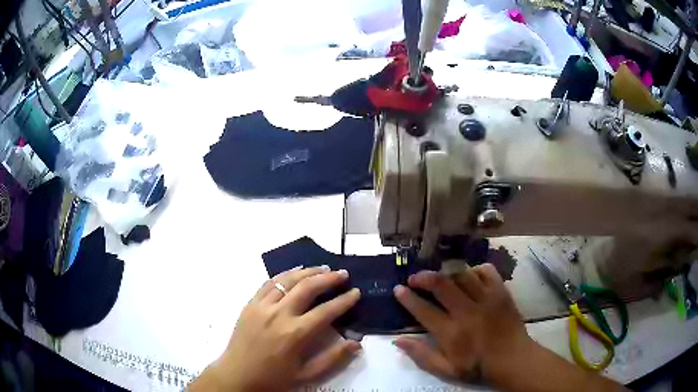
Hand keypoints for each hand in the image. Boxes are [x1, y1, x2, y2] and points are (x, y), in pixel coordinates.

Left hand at [190, 266, 361, 390]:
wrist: (237, 376)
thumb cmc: (273, 378)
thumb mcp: (306, 375)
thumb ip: (333, 358)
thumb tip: (356, 343)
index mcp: (296, 334)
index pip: (327, 310)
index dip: (345, 300)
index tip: (356, 292)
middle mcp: (280, 314)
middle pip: (308, 287)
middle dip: (329, 278)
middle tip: (343, 274)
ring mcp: (262, 306)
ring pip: (288, 280)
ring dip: (308, 272)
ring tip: (323, 268)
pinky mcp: (250, 304)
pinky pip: (269, 283)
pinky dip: (284, 275)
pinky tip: (294, 273)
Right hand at [393, 264, 532, 383]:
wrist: (512, 359)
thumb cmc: (477, 366)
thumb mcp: (446, 370)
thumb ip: (422, 355)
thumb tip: (398, 340)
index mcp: (452, 333)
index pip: (424, 310)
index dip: (408, 298)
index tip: (398, 289)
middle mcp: (467, 312)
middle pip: (442, 285)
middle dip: (423, 277)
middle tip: (414, 277)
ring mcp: (486, 299)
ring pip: (462, 274)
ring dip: (446, 272)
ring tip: (439, 275)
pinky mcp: (501, 292)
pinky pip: (486, 271)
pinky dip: (474, 269)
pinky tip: (469, 275)